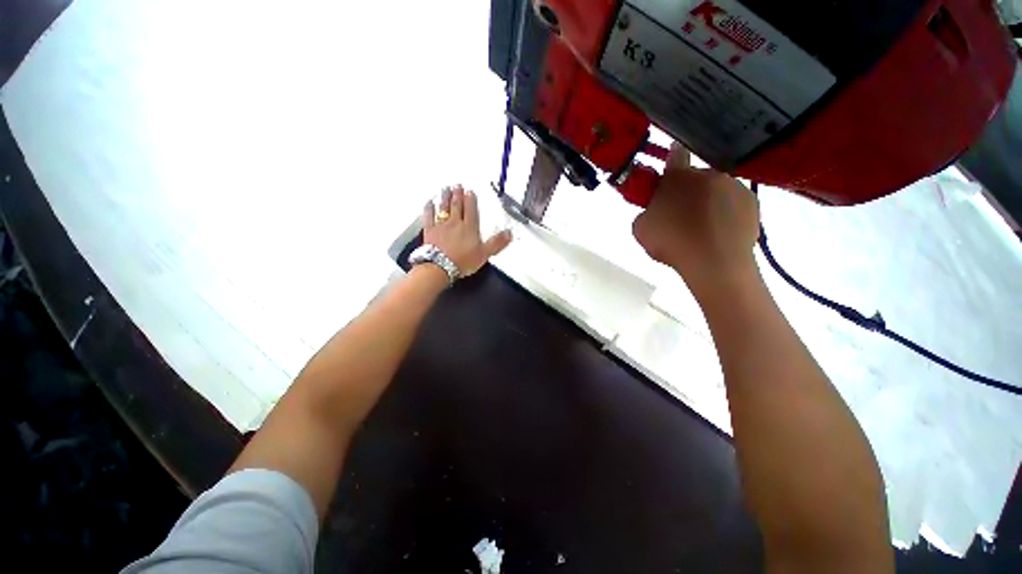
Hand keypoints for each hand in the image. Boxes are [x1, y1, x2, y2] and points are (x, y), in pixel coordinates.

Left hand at [423, 185, 512, 276]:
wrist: (440, 266)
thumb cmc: (463, 261)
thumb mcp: (484, 254)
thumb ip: (497, 243)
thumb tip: (509, 233)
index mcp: (469, 227)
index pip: (471, 210)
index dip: (471, 199)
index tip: (470, 191)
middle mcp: (455, 223)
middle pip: (457, 206)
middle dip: (458, 195)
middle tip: (457, 185)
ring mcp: (441, 226)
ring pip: (444, 208)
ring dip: (445, 197)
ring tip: (446, 189)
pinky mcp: (430, 231)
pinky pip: (429, 216)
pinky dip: (429, 208)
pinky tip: (429, 203)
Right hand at [632, 144, 760, 292]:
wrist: (714, 262)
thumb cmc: (671, 242)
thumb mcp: (640, 228)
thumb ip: (645, 211)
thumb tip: (654, 210)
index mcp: (678, 177)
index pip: (674, 155)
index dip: (671, 159)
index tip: (670, 168)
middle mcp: (708, 174)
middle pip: (695, 177)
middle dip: (687, 191)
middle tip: (680, 215)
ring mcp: (733, 186)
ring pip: (716, 190)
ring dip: (708, 202)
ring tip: (702, 229)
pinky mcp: (752, 202)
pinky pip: (733, 203)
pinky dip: (726, 213)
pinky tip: (719, 232)